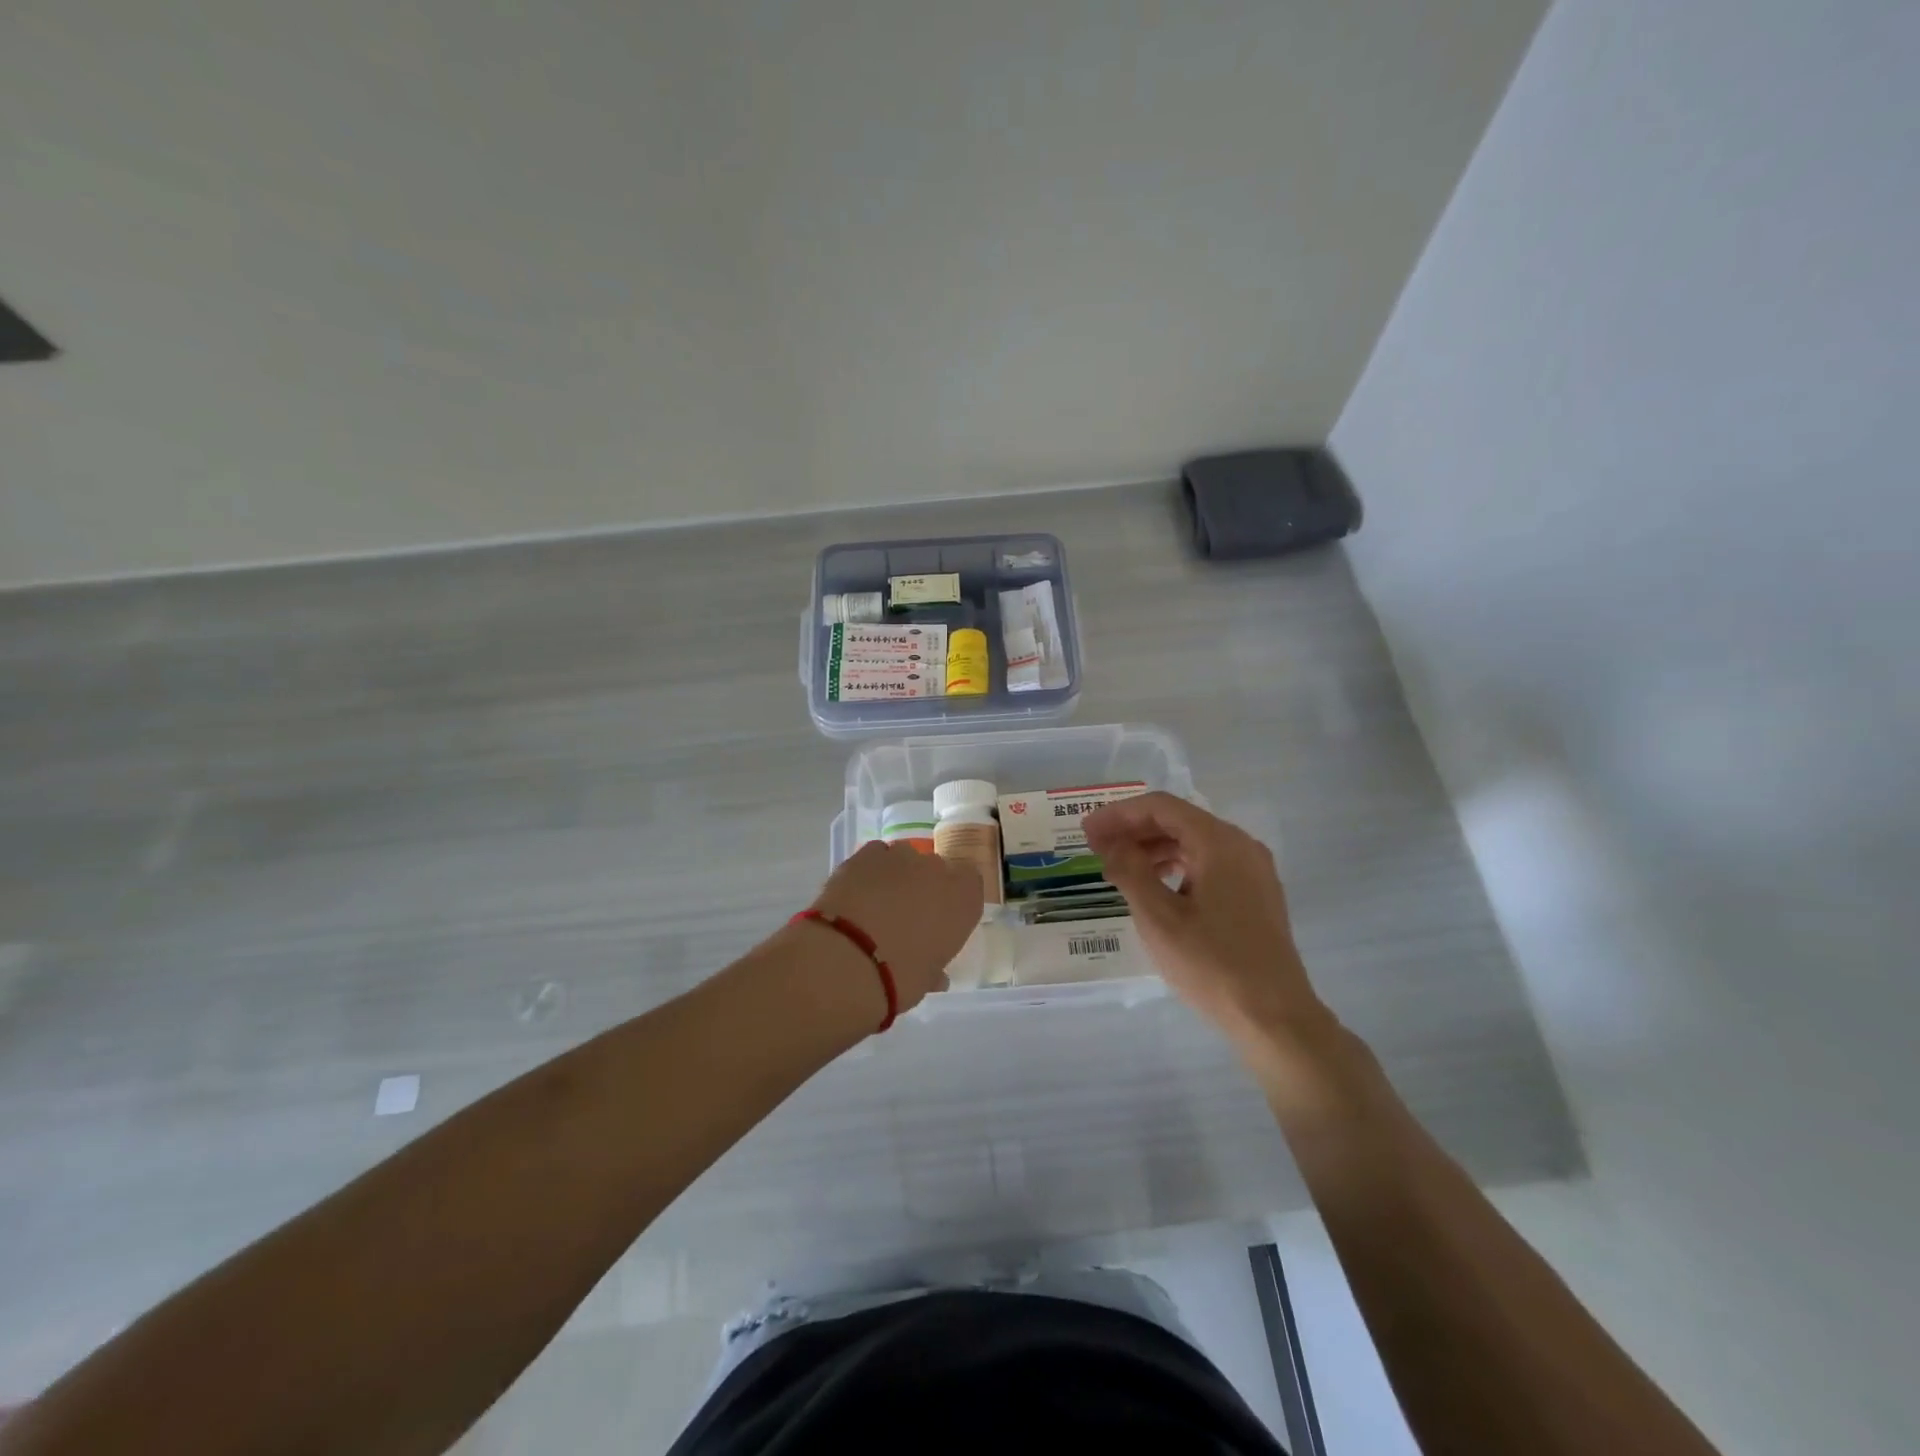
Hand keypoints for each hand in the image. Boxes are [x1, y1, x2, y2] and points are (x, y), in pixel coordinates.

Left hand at [809, 840, 983, 1013]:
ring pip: (904, 859)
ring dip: (896, 876)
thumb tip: (936, 975)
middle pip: (935, 869)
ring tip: (876, 905)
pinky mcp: (865, 854)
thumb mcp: (926, 980)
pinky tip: (857, 893)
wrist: (846, 960)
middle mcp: (937, 869)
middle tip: (906, 916)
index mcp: (963, 898)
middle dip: (923, 886)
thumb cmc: (900, 977)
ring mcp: (900, 856)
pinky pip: (874, 856)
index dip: (954, 898)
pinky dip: (869, 870)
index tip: (940, 919)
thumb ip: (935, 968)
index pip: (970, 883)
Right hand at [1083, 793, 1331, 1052]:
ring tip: (1119, 870)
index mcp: (1219, 842)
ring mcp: (1253, 871)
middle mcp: (1241, 846)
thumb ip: (1129, 870)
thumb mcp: (1158, 917)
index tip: (1086, 831)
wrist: (1275, 1017)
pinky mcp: (1256, 895)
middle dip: (1134, 830)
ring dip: (1153, 849)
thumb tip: (1110, 841)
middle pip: (1179, 821)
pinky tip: (1156, 888)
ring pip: (1194, 843)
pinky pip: (1209, 865)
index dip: (1118, 814)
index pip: (1161, 807)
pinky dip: (1177, 867)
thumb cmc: (1212, 964)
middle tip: (1096, 849)